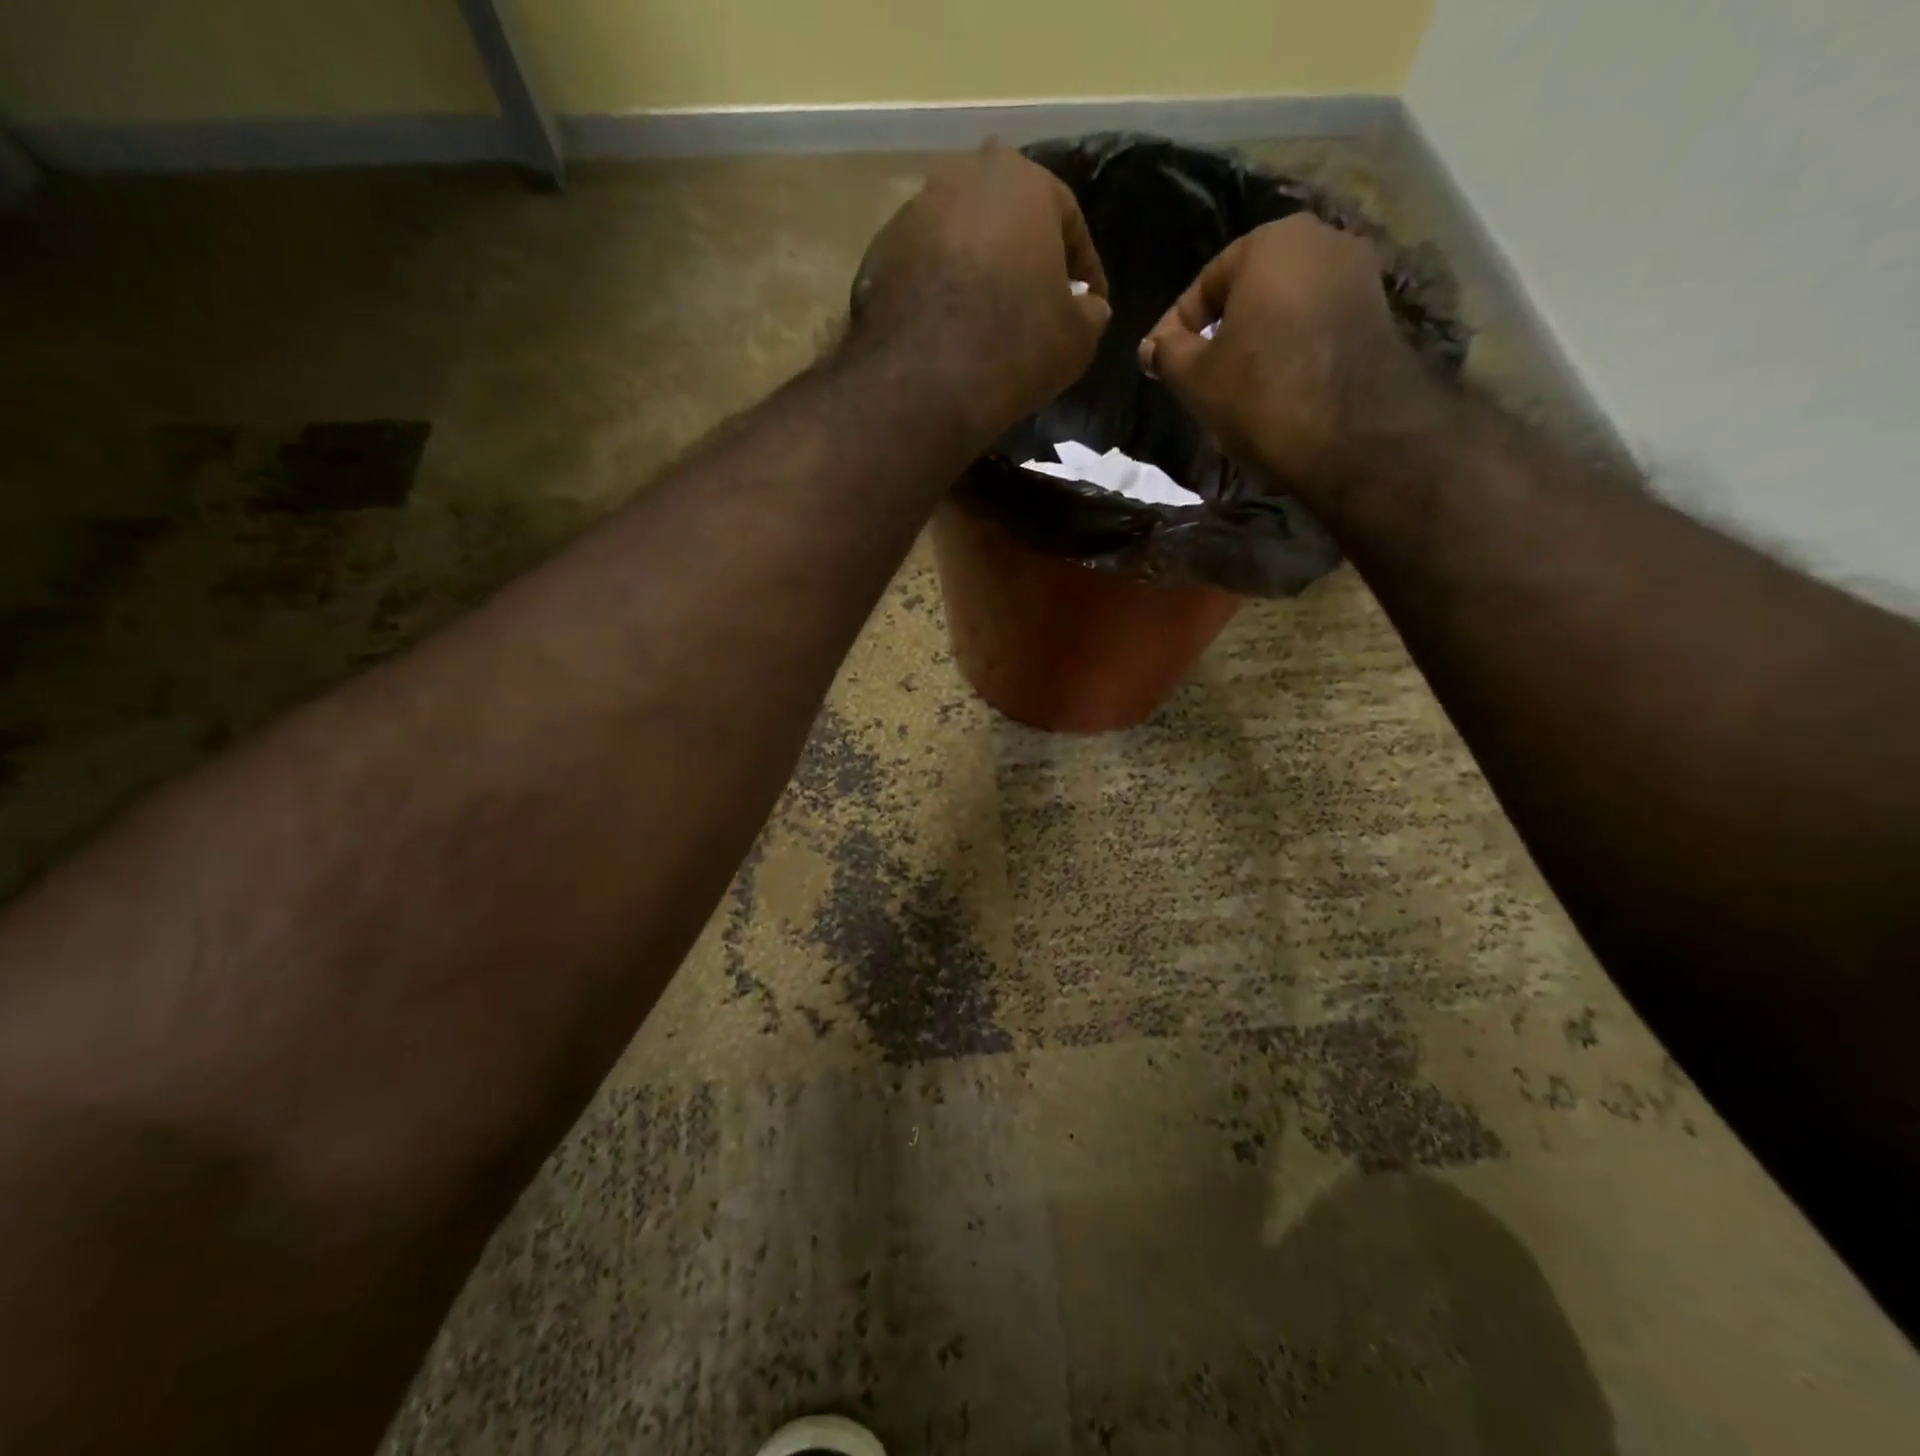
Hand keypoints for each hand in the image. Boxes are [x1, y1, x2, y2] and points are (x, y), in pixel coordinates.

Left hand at [851, 141, 1111, 440]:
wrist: (922, 383)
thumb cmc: (1014, 346)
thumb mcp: (1077, 338)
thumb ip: (1090, 312)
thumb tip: (1087, 308)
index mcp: (1020, 180)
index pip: (1068, 221)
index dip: (1084, 270)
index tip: (1089, 308)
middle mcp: (959, 179)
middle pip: (1006, 222)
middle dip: (1025, 261)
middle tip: (1036, 309)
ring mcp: (910, 216)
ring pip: (960, 243)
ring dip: (978, 275)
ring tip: (988, 325)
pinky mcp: (875, 258)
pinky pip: (923, 274)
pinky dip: (939, 296)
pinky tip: (948, 336)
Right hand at [1138, 215, 1428, 493]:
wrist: (1352, 434)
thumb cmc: (1261, 391)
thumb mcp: (1195, 377)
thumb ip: (1167, 353)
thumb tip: (1152, 347)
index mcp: (1271, 241)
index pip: (1204, 284)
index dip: (1173, 329)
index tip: (1156, 366)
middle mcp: (1322, 240)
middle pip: (1249, 291)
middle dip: (1219, 331)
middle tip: (1195, 375)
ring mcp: (1358, 274)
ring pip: (1284, 309)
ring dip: (1256, 342)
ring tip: (1234, 386)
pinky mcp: (1378, 313)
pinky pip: (1315, 326)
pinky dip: (1290, 350)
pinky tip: (1275, 387)